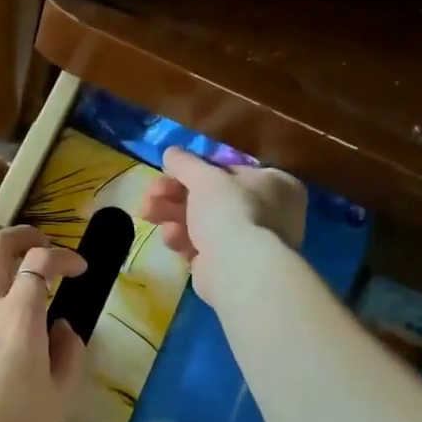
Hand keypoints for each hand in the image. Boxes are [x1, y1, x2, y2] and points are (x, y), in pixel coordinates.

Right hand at [141, 148, 306, 310]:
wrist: (239, 269)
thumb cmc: (231, 211)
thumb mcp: (205, 177)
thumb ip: (186, 163)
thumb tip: (171, 152)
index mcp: (275, 184)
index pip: (228, 172)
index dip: (194, 172)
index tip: (167, 173)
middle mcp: (269, 212)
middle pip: (211, 198)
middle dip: (173, 195)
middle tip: (149, 195)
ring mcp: (250, 243)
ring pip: (202, 223)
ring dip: (172, 215)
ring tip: (147, 214)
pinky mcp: (230, 267)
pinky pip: (202, 247)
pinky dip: (184, 240)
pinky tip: (170, 238)